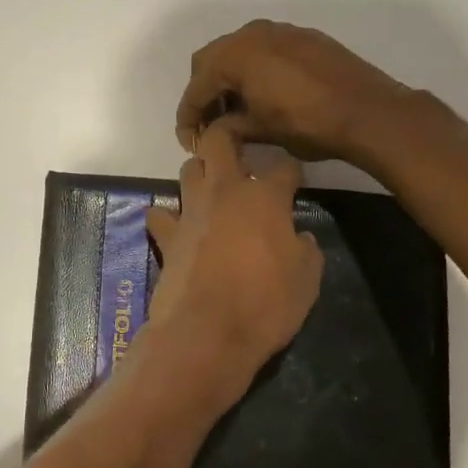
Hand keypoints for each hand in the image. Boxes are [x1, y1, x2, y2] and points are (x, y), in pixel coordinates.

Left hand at [143, 127, 323, 405]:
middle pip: (219, 141)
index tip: (295, 181)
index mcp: (264, 197)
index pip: (284, 167)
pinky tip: (176, 227)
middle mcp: (225, 191)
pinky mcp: (167, 236)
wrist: (207, 332)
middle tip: (240, 152)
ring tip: (212, 189)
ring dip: (200, 173)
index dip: (292, 171)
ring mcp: (191, 211)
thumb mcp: (307, 280)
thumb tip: (298, 237)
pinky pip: (160, 214)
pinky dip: (167, 217)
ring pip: (189, 169)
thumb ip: (305, 249)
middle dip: (229, 136)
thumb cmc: (266, 304)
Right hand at [174, 20, 418, 166]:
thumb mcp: (259, 131)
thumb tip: (212, 131)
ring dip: (229, 79)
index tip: (188, 141)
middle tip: (211, 124)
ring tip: (238, 111)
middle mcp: (250, 34)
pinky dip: (254, 70)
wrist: (368, 111)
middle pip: (210, 62)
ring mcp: (278, 31)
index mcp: (233, 56)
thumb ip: (227, 127)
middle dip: (205, 93)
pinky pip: (264, 50)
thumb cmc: (306, 124)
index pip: (196, 88)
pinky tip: (266, 95)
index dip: (188, 118)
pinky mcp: (302, 37)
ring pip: (238, 52)